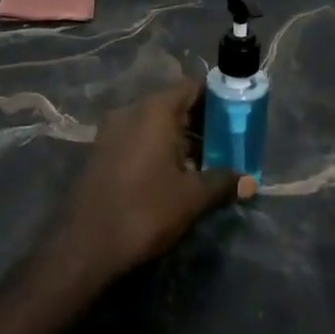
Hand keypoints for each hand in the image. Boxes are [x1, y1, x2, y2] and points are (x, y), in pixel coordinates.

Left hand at [50, 78, 247, 286]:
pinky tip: (171, 176)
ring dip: (179, 138)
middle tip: (225, 144)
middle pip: (173, 104)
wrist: (84, 246)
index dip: (217, 99)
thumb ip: (222, 182)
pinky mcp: (100, 152)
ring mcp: (111, 131)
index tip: (235, 117)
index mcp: (155, 110)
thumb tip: (251, 182)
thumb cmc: (144, 210)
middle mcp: (131, 111)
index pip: (192, 87)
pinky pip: (136, 138)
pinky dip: (157, 148)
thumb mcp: (191, 197)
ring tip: (203, 164)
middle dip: (201, 122)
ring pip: (154, 123)